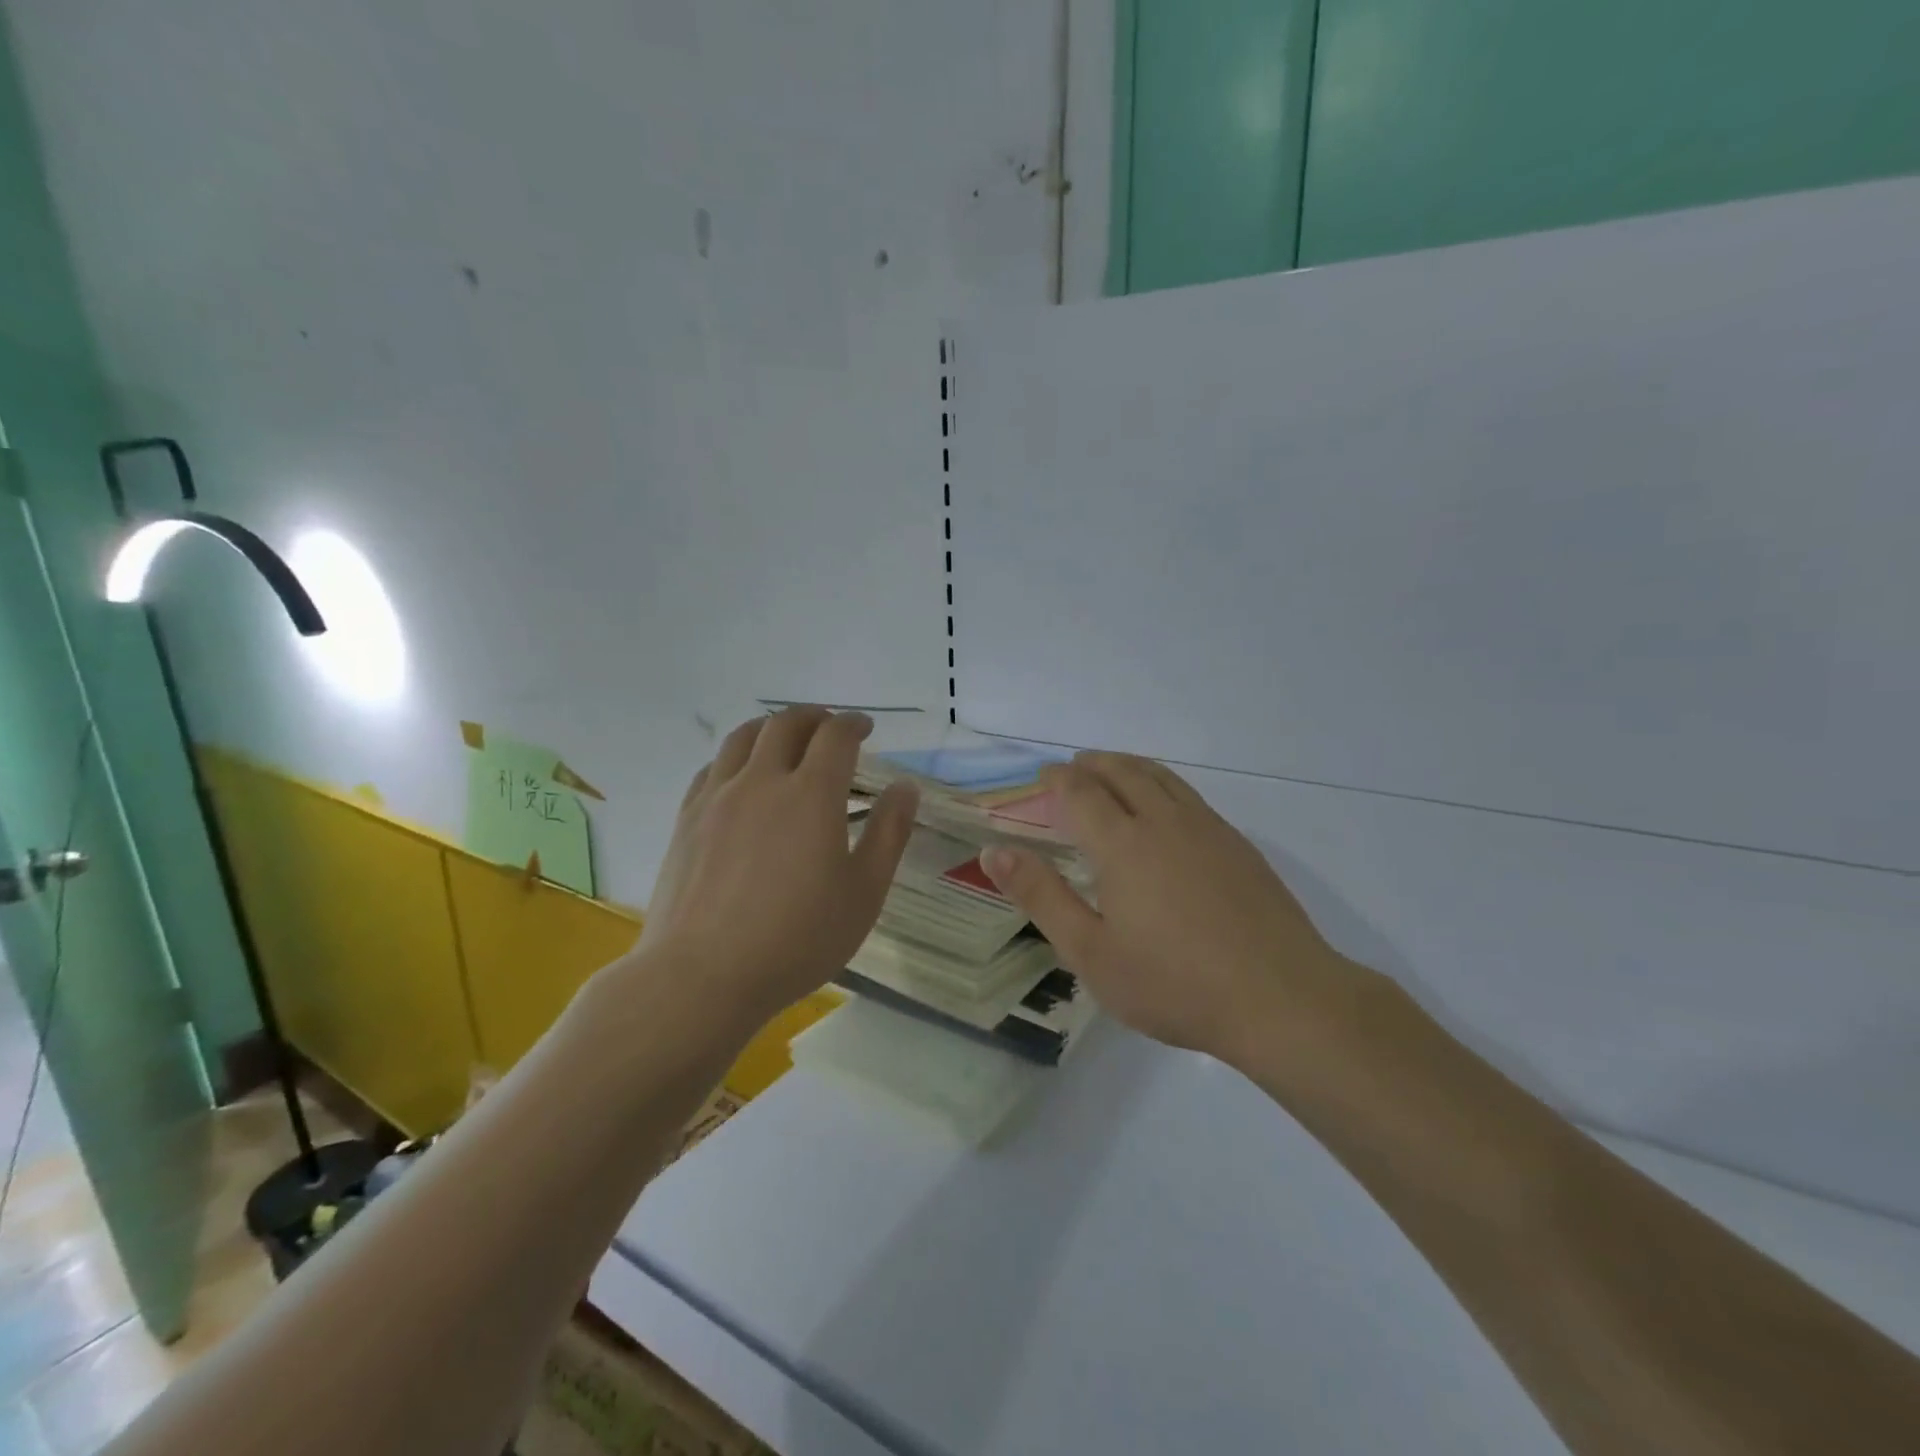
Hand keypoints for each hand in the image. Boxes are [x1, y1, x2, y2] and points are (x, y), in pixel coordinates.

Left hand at [639, 707, 917, 1023]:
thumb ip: (889, 833)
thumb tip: (905, 787)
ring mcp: (718, 796)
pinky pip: (713, 766)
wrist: (703, 975)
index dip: (854, 724)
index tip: (865, 728)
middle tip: (830, 728)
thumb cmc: (797, 939)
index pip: (835, 736)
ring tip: (786, 739)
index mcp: (811, 794)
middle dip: (815, 717)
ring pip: (744, 736)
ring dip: (772, 727)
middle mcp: (762, 780)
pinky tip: (742, 776)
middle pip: (786, 723)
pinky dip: (737, 756)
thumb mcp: (864, 893)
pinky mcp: (687, 818)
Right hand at [983, 752, 1365, 1068]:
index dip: (1056, 779)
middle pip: (1122, 772)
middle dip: (1091, 764)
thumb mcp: (1091, 952)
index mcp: (1122, 843)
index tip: (1041, 777)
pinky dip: (1162, 785)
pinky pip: (1189, 796)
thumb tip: (995, 852)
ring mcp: (1207, 829)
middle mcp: (1164, 821)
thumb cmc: (1174, 983)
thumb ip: (1041, 897)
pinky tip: (1165, 812)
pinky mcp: (1238, 845)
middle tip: (1072, 768)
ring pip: (1161, 777)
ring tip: (1112, 773)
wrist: (1281, 998)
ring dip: (1129, 766)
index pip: (1080, 791)